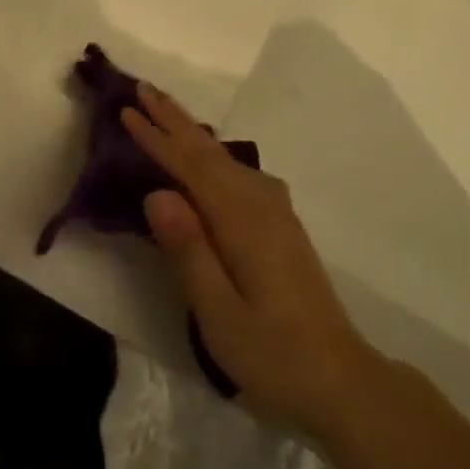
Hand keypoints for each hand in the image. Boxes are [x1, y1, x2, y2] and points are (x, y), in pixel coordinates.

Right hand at [124, 84, 378, 438]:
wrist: (343, 381)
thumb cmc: (274, 356)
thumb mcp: (220, 314)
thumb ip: (188, 250)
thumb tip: (157, 192)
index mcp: (241, 221)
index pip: (189, 167)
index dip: (156, 138)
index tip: (126, 109)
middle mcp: (260, 202)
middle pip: (208, 151)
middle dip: (174, 118)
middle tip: (142, 87)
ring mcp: (275, 211)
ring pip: (224, 158)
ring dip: (191, 131)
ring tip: (164, 109)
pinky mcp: (280, 224)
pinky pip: (236, 171)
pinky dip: (210, 153)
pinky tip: (205, 155)